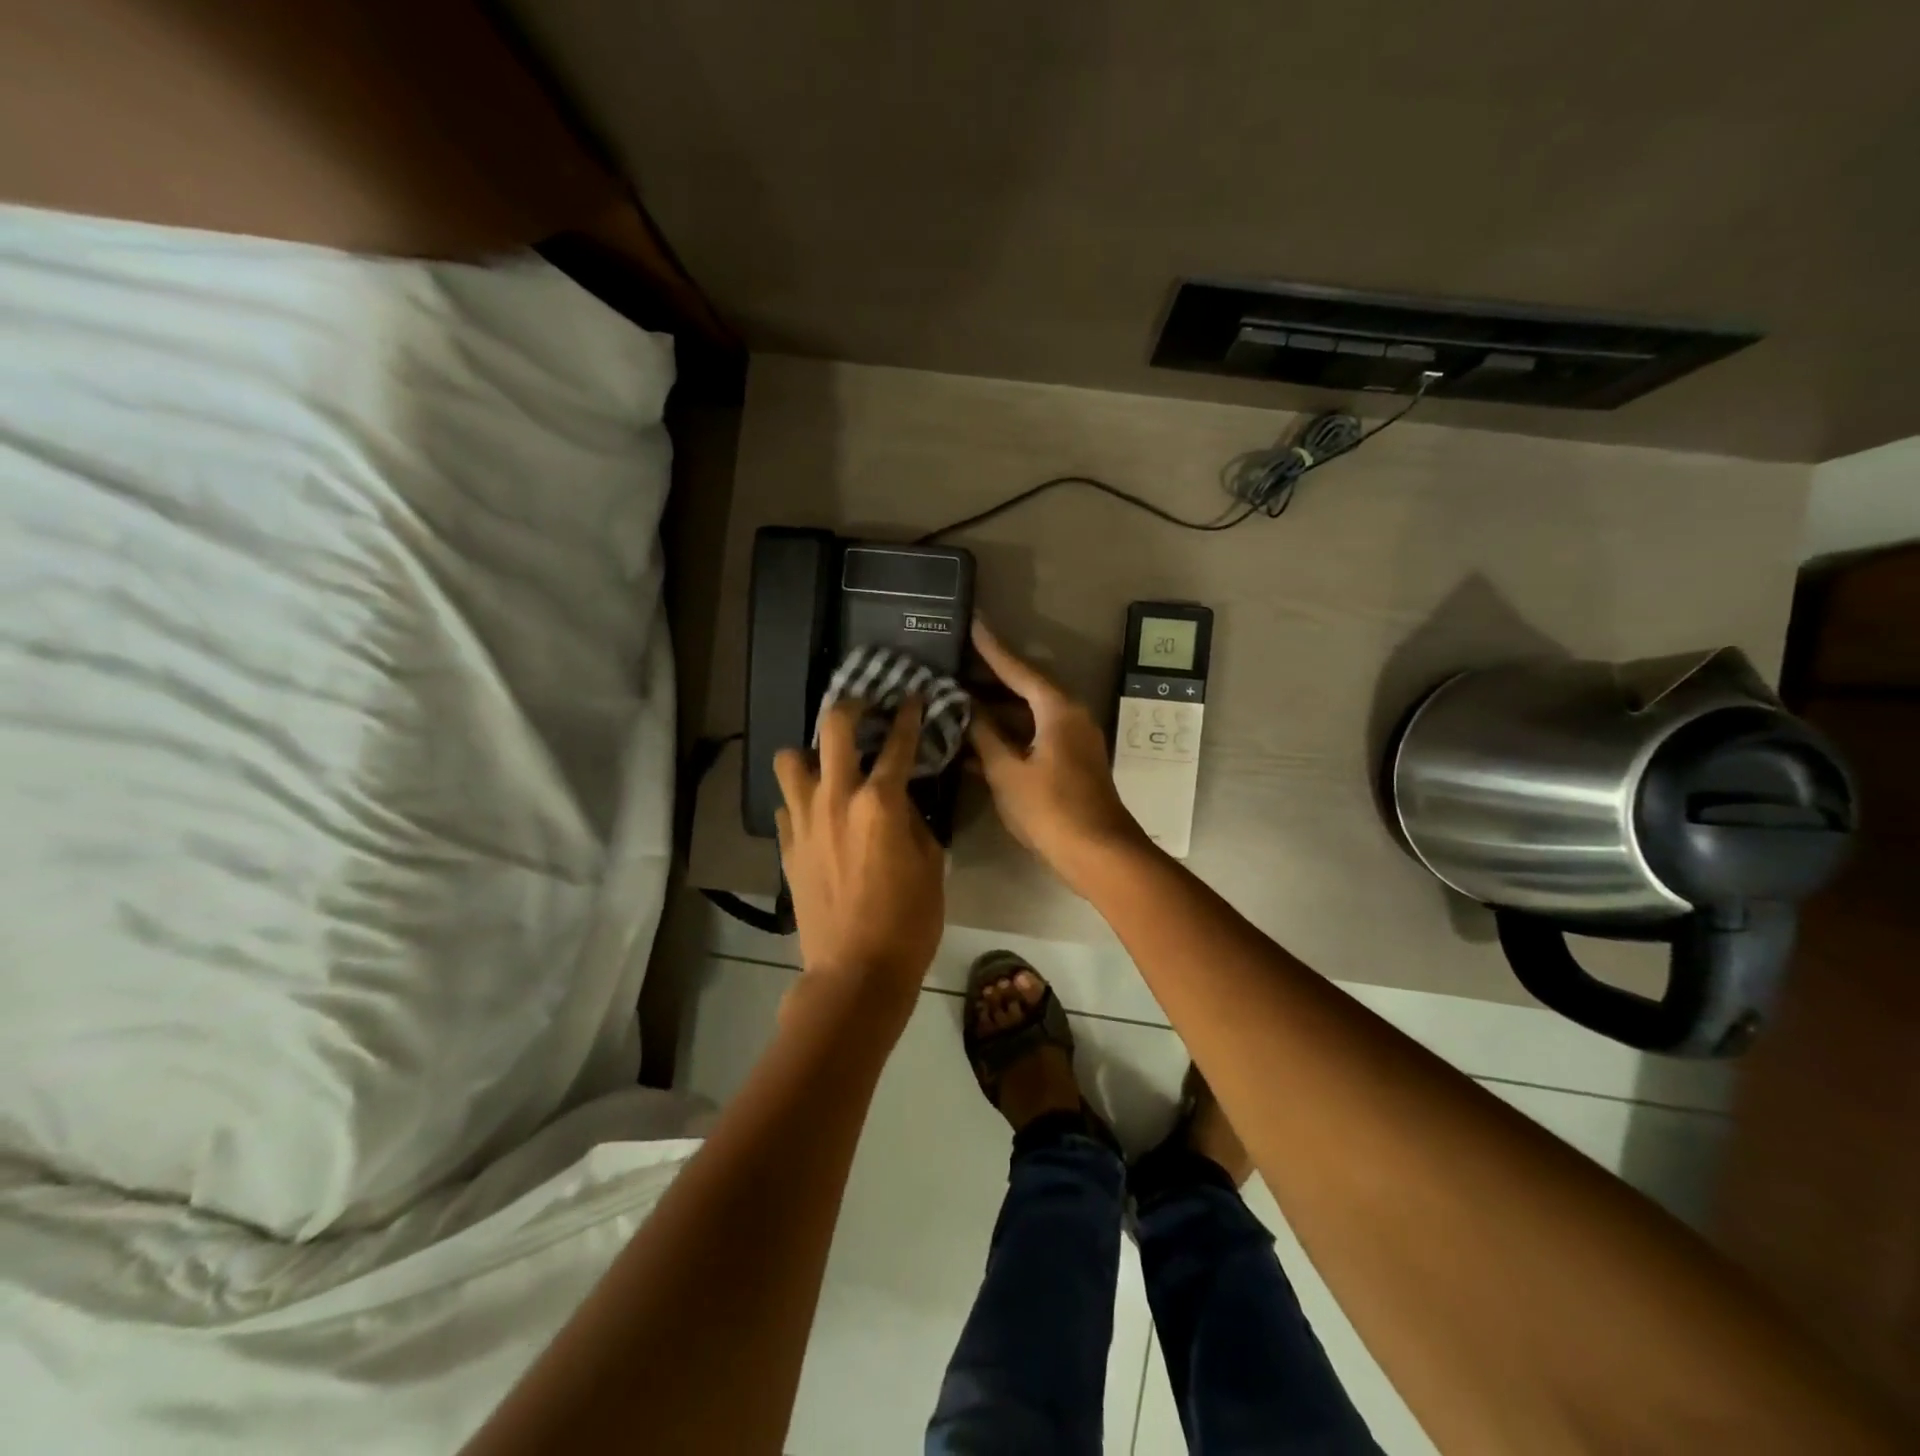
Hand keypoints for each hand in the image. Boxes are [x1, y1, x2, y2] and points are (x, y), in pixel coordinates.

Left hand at [774, 697, 944, 1025]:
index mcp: (880, 802)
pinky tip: (818, 813)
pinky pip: (786, 806)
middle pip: (833, 728)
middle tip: (864, 709)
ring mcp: (804, 821)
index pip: (898, 743)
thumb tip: (901, 802)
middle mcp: (836, 799)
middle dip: (851, 708)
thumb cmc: (908, 921)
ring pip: (790, 760)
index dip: (909, 715)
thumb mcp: (931, 865)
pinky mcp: (787, 847)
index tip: (913, 697)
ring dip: (812, 753)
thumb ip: (914, 821)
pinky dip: (801, 800)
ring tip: (829, 765)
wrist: (855, 972)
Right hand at [968, 620, 1152, 890]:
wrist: (1098, 854)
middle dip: (988, 681)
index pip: (1018, 669)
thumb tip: (966, 709)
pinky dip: (1005, 738)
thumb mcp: (1008, 772)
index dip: (992, 648)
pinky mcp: (1067, 764)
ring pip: (1025, 717)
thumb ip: (984, 737)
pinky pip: (1031, 738)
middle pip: (1023, 690)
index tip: (973, 623)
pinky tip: (974, 744)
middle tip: (952, 667)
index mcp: (1057, 709)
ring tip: (954, 702)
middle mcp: (1068, 717)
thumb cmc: (1051, 809)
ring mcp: (1070, 741)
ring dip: (994, 713)